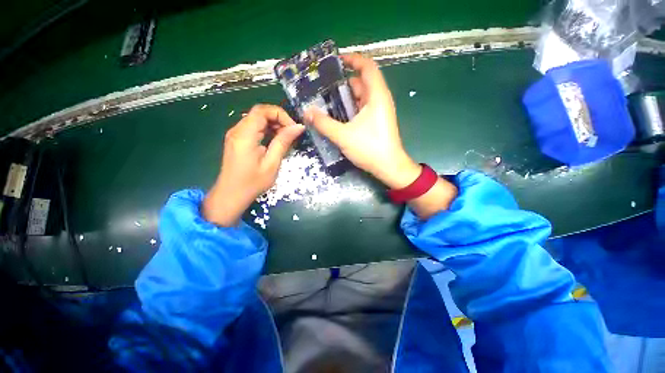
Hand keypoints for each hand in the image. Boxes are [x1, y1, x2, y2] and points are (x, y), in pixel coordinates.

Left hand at [203, 105, 303, 226]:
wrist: (231, 195)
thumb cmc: (252, 182)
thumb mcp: (272, 163)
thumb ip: (283, 142)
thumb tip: (298, 127)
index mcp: (244, 135)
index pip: (262, 111)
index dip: (280, 115)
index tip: (293, 128)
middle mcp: (237, 130)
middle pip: (259, 113)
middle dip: (278, 119)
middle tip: (291, 134)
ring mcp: (236, 134)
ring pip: (257, 119)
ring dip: (273, 125)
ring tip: (285, 138)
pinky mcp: (237, 140)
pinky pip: (254, 128)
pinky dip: (267, 130)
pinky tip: (275, 141)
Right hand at [304, 54, 420, 189]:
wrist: (389, 167)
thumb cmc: (370, 148)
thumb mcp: (343, 136)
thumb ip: (324, 123)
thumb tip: (307, 112)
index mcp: (377, 95)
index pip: (367, 66)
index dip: (353, 59)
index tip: (335, 61)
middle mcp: (380, 100)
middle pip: (361, 82)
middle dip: (342, 83)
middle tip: (322, 87)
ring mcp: (379, 112)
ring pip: (361, 97)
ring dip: (345, 98)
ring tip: (325, 101)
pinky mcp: (377, 122)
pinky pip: (362, 109)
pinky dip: (350, 109)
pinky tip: (337, 116)